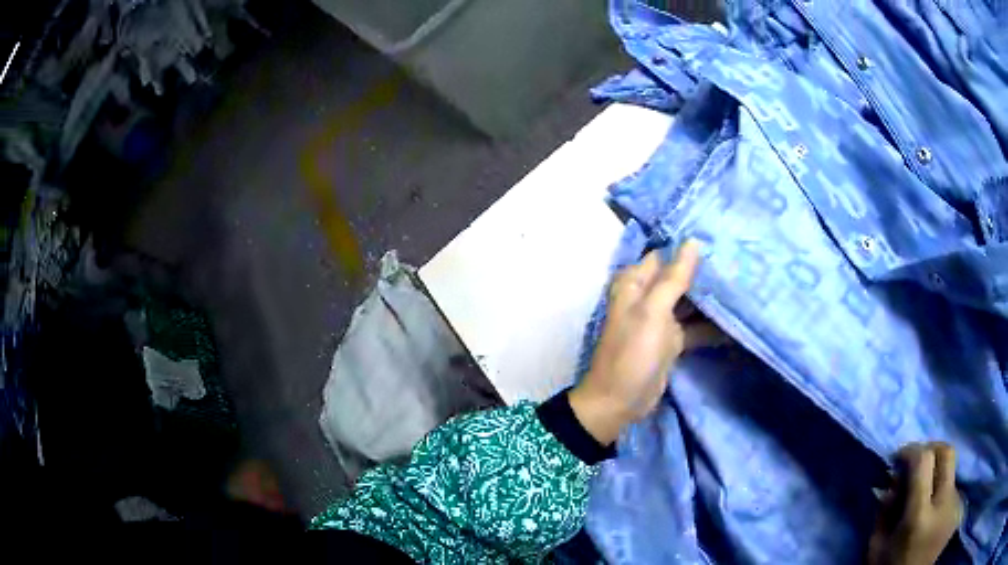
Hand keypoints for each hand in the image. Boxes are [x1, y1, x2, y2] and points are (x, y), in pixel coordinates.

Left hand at [569, 240, 724, 444]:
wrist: (618, 403)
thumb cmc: (632, 353)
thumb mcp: (652, 312)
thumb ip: (674, 278)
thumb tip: (693, 242)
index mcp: (635, 283)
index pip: (666, 256)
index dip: (689, 249)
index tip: (722, 240)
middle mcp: (647, 297)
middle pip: (680, 278)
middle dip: (705, 273)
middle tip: (739, 263)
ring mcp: (661, 320)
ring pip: (689, 302)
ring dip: (710, 298)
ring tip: (744, 286)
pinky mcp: (672, 341)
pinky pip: (694, 326)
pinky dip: (710, 325)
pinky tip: (735, 320)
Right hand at [868, 442, 961, 564]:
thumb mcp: (877, 546)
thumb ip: (885, 510)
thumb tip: (895, 480)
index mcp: (919, 516)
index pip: (924, 461)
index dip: (912, 450)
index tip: (899, 456)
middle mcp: (943, 505)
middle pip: (947, 453)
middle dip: (931, 449)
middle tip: (917, 459)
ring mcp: (954, 506)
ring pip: (950, 473)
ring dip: (936, 476)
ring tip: (923, 494)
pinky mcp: (958, 510)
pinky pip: (951, 490)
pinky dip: (940, 493)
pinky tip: (931, 510)